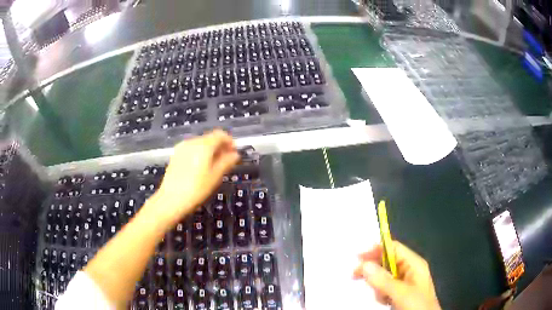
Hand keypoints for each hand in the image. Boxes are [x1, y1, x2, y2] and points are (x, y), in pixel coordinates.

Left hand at [146, 130, 239, 227]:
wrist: (171, 199)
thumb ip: (227, 162)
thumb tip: (235, 154)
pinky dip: (199, 154)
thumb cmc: (196, 189)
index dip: (230, 142)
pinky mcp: (175, 155)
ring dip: (209, 151)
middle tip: (226, 162)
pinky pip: (191, 150)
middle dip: (220, 147)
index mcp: (204, 145)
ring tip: (213, 167)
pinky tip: (200, 169)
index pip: (220, 135)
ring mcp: (182, 148)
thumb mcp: (215, 176)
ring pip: (200, 144)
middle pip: (210, 138)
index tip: (234, 153)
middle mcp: (192, 142)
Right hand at [354, 241, 440, 309]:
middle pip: (387, 261)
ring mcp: (405, 282)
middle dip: (373, 269)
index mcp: (414, 264)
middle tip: (355, 275)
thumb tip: (364, 264)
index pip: (393, 248)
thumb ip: (383, 280)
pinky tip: (383, 300)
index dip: (376, 249)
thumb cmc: (417, 305)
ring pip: (384, 276)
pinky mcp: (400, 293)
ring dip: (377, 285)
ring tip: (381, 297)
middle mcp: (409, 270)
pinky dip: (380, 293)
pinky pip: (385, 288)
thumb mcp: (401, 293)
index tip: (357, 256)